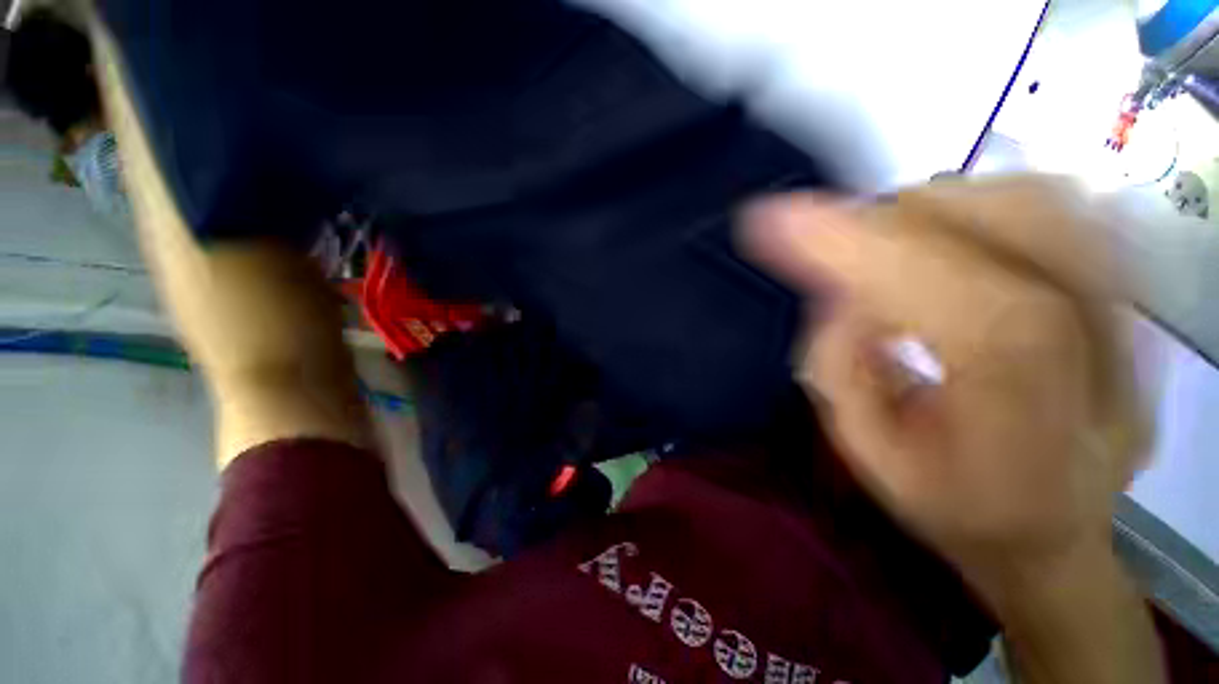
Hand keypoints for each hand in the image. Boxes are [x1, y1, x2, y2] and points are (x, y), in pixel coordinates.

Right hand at [744, 176, 1162, 681]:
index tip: (774, 218)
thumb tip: (834, 291)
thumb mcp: (866, 449)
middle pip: (992, 218)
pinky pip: (1062, 208)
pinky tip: (949, 237)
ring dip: (938, 208)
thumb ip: (839, 365)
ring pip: (1031, 197)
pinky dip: (990, 203)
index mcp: (1017, 400)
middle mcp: (1091, 339)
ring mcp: (1124, 309)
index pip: (937, 283)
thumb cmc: (954, 506)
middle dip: (891, 221)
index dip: (850, 240)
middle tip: (838, 246)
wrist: (1055, 535)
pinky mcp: (1127, 293)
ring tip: (889, 245)